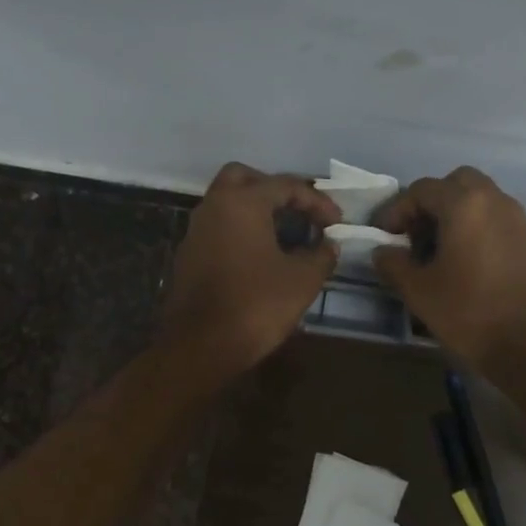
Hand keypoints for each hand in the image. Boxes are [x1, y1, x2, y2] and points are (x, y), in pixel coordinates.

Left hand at [159, 163, 342, 379]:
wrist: (200, 346)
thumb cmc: (255, 305)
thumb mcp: (302, 280)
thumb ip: (321, 255)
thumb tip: (328, 245)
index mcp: (242, 203)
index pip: (285, 185)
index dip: (317, 201)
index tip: (337, 222)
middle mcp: (214, 206)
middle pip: (245, 178)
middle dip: (275, 190)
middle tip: (299, 211)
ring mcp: (196, 231)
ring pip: (227, 202)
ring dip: (256, 210)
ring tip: (286, 234)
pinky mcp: (189, 255)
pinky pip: (219, 227)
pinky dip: (241, 230)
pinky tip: (261, 256)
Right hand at [372, 166, 525, 373]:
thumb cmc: (470, 313)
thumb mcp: (419, 291)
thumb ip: (394, 264)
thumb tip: (383, 251)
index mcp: (464, 205)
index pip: (422, 189)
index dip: (397, 209)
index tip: (384, 235)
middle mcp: (496, 201)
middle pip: (458, 183)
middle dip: (433, 202)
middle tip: (417, 234)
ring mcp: (521, 219)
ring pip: (483, 200)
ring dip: (458, 215)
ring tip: (441, 251)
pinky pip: (500, 221)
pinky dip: (480, 230)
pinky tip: (470, 264)